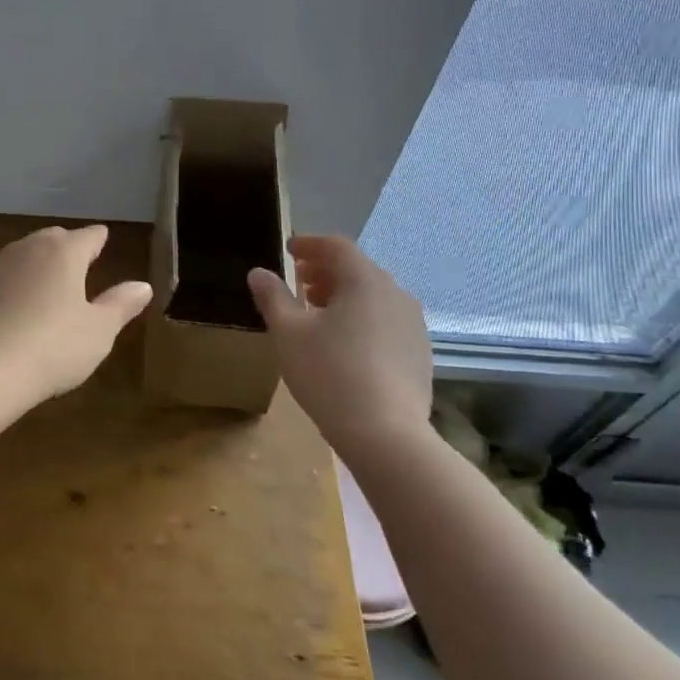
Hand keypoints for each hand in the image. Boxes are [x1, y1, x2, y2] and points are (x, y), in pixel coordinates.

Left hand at [0, 225, 153, 410]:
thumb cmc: (53, 347)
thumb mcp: (98, 331)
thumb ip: (120, 304)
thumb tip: (142, 286)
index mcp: (64, 252)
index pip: (89, 236)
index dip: (99, 239)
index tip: (104, 240)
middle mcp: (29, 249)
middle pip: (53, 238)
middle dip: (68, 247)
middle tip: (79, 262)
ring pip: (24, 255)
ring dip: (38, 265)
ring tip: (49, 284)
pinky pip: (3, 279)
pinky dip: (15, 286)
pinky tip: (17, 309)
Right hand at [247, 235, 432, 461]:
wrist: (387, 435)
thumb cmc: (329, 374)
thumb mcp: (288, 334)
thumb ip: (272, 297)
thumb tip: (259, 272)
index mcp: (364, 280)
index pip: (336, 246)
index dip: (310, 244)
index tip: (289, 251)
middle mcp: (395, 293)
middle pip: (357, 270)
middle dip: (326, 272)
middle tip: (299, 284)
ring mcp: (413, 325)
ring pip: (374, 297)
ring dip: (344, 296)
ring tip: (319, 315)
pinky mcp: (420, 354)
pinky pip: (386, 322)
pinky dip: (363, 319)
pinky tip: (345, 346)